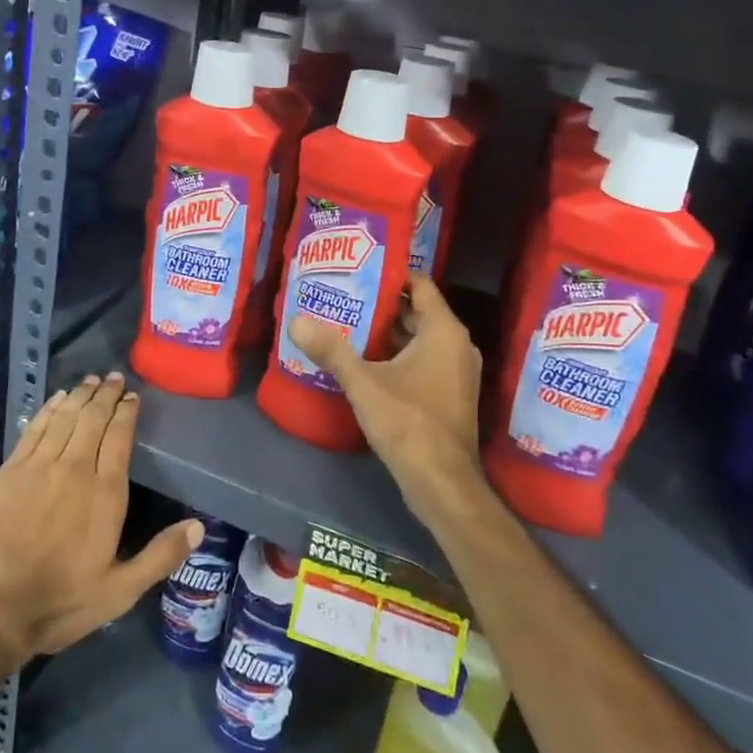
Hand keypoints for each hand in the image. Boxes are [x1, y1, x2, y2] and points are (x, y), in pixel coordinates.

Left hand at [0, 372, 201, 661]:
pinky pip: (35, 428)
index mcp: (105, 493)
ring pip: (65, 417)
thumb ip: (160, 556)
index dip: (127, 413)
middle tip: (114, 377)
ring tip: (91, 380)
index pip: (120, 437)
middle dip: (106, 395)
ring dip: (80, 395)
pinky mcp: (10, 470)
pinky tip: (56, 399)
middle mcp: (75, 468)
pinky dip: (49, 409)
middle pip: (93, 419)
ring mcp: (39, 466)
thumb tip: (199, 526)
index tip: (132, 396)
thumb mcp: (119, 591)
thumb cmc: (58, 601)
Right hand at [288, 275, 485, 520]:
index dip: (391, 273)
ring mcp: (455, 372)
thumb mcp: (364, 383)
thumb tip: (296, 320)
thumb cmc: (409, 423)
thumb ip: (331, 350)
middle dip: (381, 304)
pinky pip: (421, 360)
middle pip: (416, 311)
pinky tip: (363, 360)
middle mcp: (456, 345)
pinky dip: (396, 355)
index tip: (358, 268)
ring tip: (346, 322)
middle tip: (343, 294)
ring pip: (417, 339)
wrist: (442, 484)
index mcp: (444, 332)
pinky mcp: (448, 394)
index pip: (420, 285)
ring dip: (386, 332)